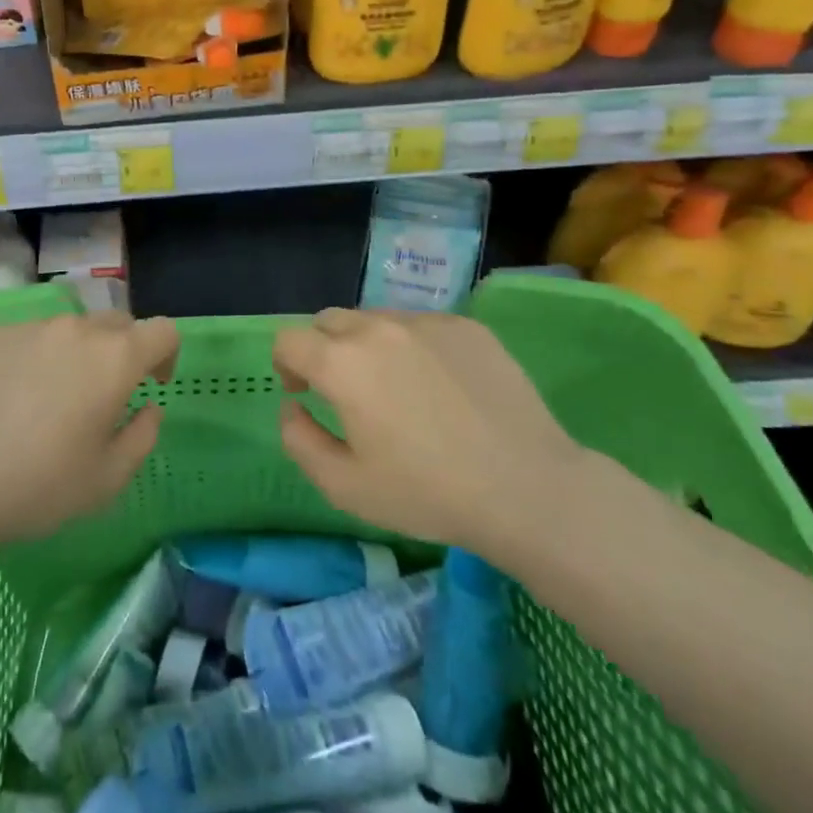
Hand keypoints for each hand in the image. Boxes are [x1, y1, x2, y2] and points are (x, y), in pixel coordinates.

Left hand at [0, 312, 178, 545]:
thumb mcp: (109, 477)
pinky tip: (9, 397)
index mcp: (115, 358)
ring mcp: (29, 327)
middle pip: (116, 323)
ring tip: (50, 397)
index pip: (162, 331)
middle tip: (103, 393)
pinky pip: (27, 338)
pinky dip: (33, 358)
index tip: (151, 384)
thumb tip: (148, 407)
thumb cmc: (41, 484)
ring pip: (68, 329)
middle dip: (122, 351)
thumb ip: (143, 435)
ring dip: (75, 353)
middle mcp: (76, 329)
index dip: (166, 354)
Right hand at [272, 308, 582, 556]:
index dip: (286, 365)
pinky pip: (421, 326)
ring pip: (376, 319)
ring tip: (397, 389)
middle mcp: (379, 328)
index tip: (304, 393)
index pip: (289, 340)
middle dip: (323, 350)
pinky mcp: (467, 327)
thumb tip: (291, 406)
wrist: (526, 488)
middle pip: (330, 321)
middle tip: (345, 391)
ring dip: (368, 346)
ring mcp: (427, 322)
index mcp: (342, 363)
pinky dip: (413, 347)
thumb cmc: (427, 492)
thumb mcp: (343, 486)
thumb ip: (299, 440)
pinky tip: (441, 388)